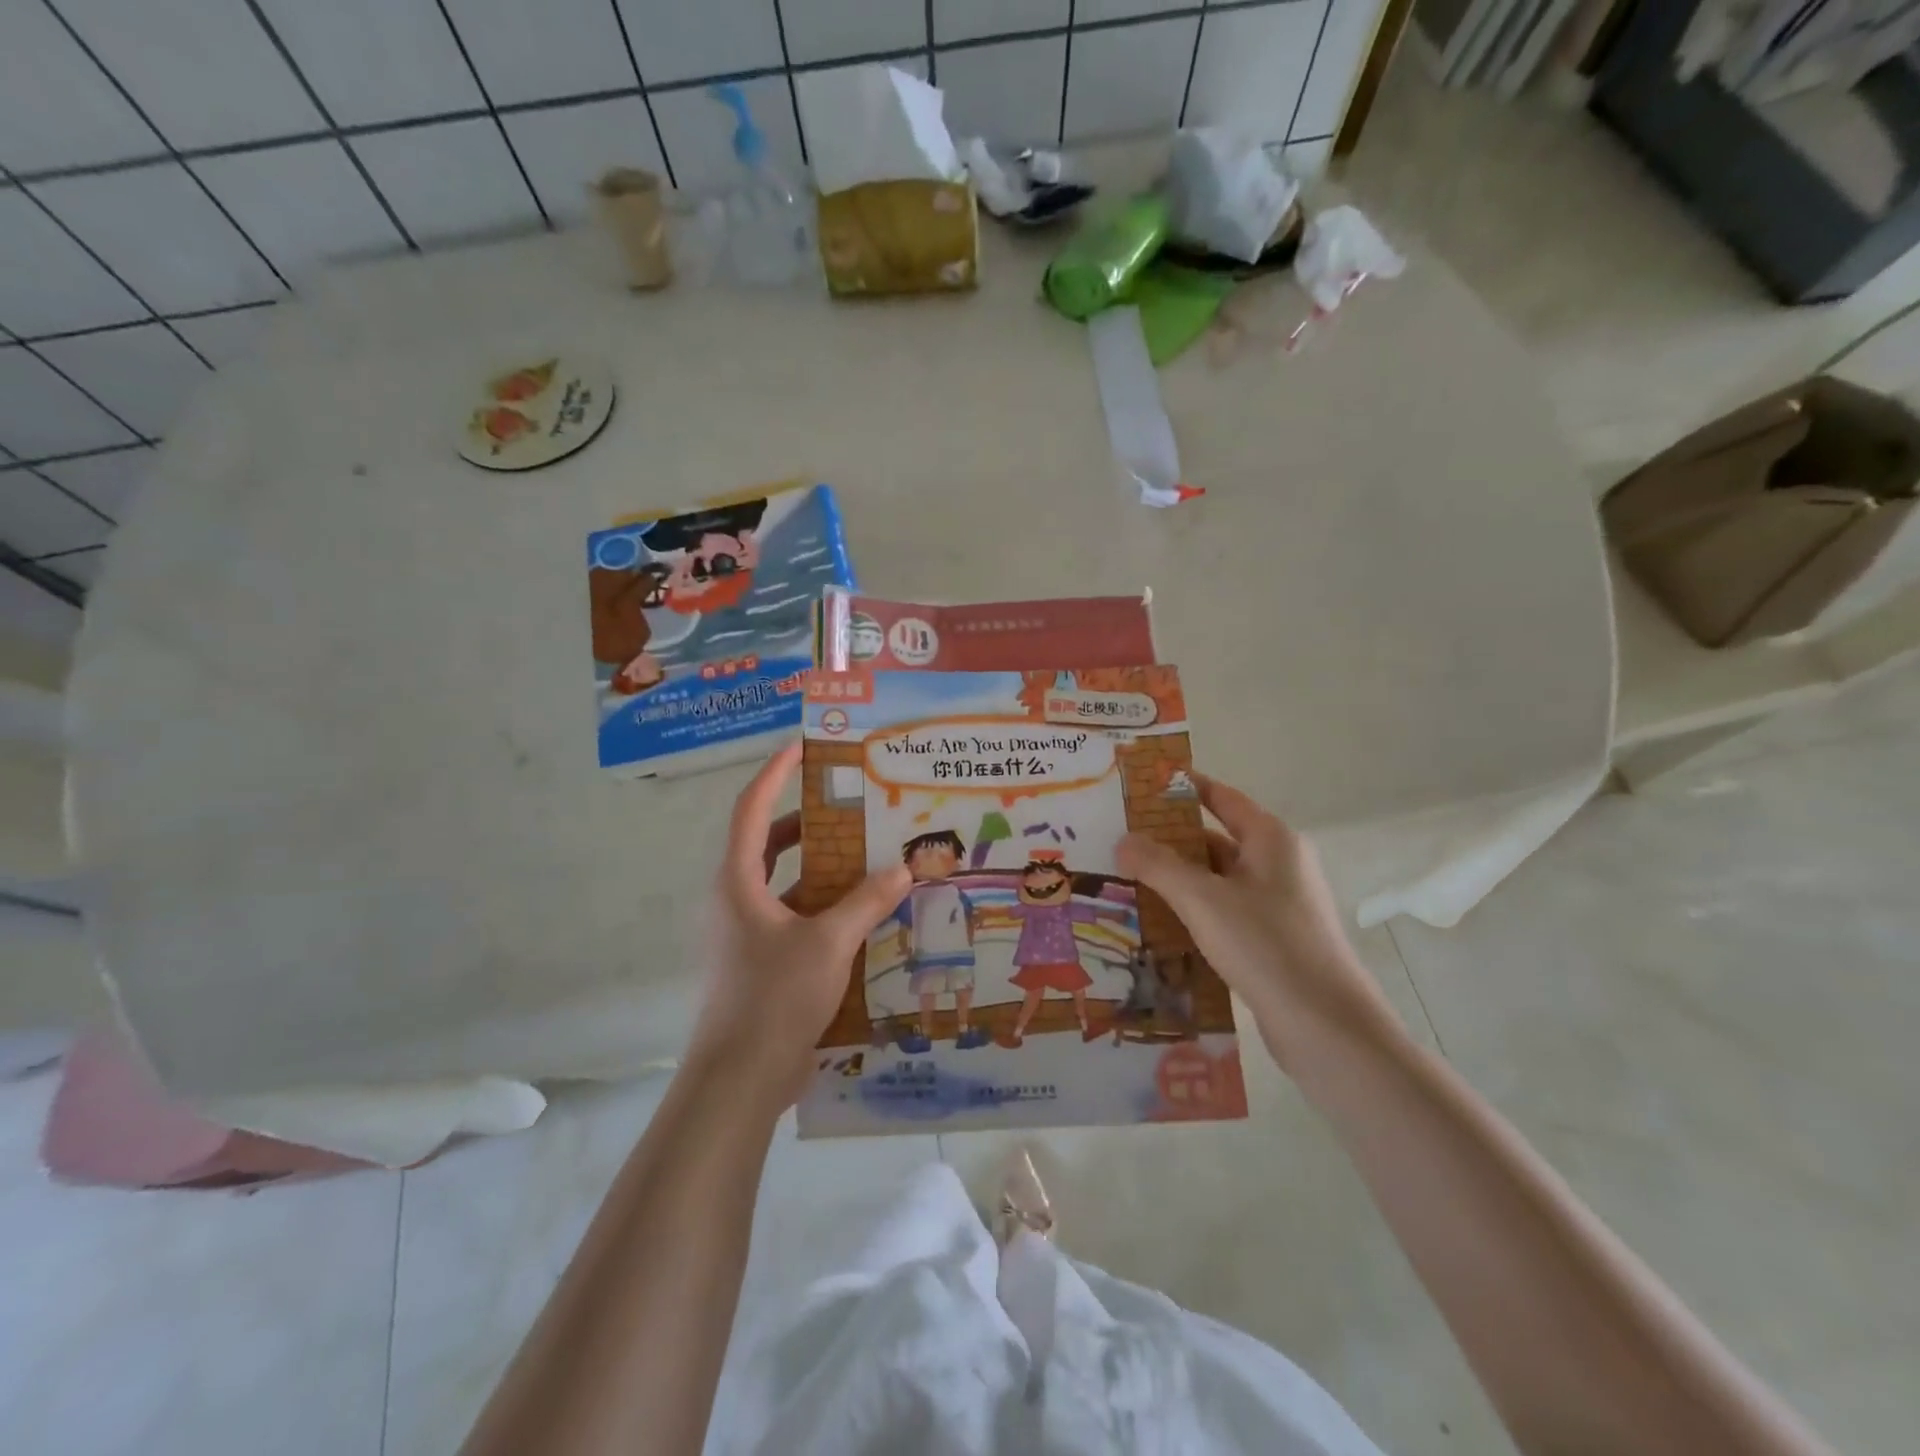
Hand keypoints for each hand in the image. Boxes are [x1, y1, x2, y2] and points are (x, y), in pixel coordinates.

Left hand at [689, 743, 910, 1107]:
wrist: (740, 1080)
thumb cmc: (774, 997)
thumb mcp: (828, 942)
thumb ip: (866, 901)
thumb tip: (904, 867)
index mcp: (738, 881)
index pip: (752, 809)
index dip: (776, 774)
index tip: (803, 747)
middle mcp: (737, 898)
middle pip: (769, 842)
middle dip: (809, 821)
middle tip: (853, 805)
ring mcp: (747, 932)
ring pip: (785, 882)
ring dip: (821, 867)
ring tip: (868, 854)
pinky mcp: (763, 960)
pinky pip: (795, 916)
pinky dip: (824, 906)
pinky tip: (864, 913)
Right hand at [1116, 772, 1405, 1073]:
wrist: (1326, 1028)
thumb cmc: (1266, 945)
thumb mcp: (1203, 900)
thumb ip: (1159, 866)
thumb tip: (1123, 840)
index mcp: (1271, 840)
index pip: (1220, 797)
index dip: (1182, 788)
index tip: (1140, 785)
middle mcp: (1277, 865)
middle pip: (1214, 840)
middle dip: (1167, 841)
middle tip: (1117, 838)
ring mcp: (1276, 905)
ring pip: (1216, 881)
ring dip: (1175, 881)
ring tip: (1123, 879)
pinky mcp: (1271, 941)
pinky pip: (1223, 913)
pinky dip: (1192, 912)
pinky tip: (1155, 923)